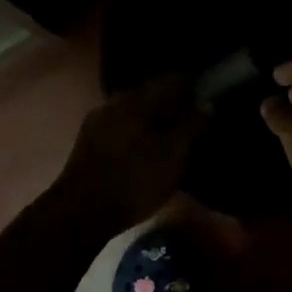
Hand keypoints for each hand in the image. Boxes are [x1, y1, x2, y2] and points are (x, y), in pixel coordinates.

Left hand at [59, 76, 206, 232]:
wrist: (82, 212)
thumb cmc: (134, 182)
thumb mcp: (173, 156)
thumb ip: (191, 126)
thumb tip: (207, 103)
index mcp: (138, 99)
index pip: (173, 79)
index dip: (194, 88)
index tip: (209, 100)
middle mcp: (116, 101)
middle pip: (152, 93)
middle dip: (173, 104)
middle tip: (194, 121)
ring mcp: (99, 120)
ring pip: (135, 111)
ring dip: (154, 119)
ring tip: (172, 137)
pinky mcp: (89, 141)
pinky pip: (122, 126)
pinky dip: (138, 132)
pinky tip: (147, 148)